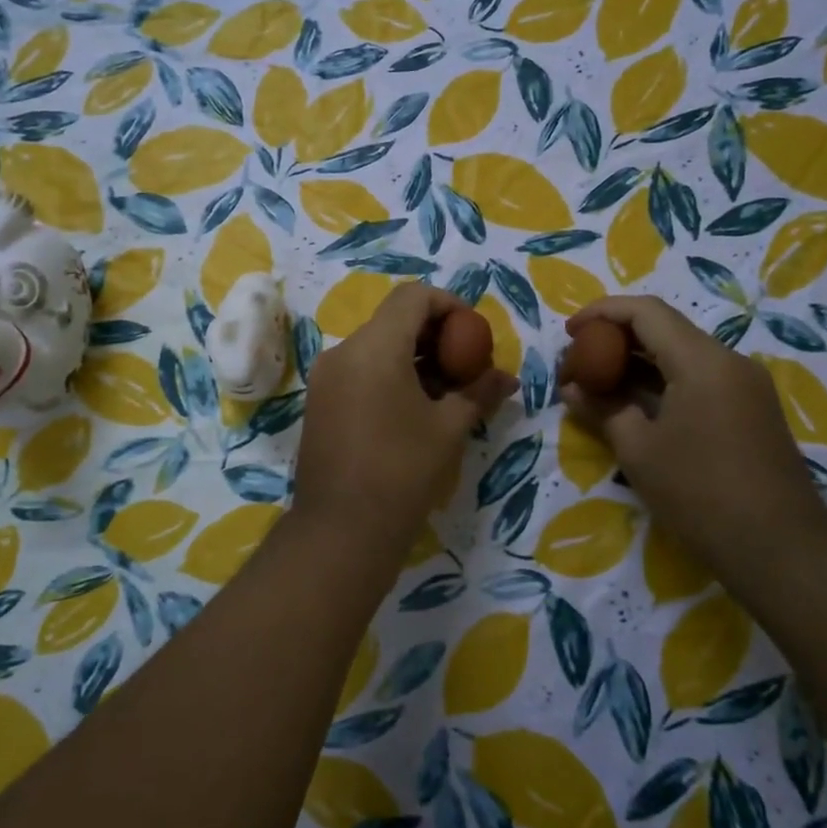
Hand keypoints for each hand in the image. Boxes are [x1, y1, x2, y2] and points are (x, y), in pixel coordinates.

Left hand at [292, 284, 516, 565]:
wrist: (341, 530)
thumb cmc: (402, 472)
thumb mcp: (449, 429)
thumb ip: (479, 392)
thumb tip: (507, 378)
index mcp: (374, 347)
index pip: (414, 296)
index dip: (449, 305)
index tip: (473, 336)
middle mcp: (343, 352)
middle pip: (393, 320)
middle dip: (435, 335)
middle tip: (465, 367)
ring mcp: (326, 378)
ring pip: (376, 346)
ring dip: (413, 358)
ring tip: (444, 393)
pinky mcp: (319, 402)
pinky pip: (359, 371)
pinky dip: (389, 376)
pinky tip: (412, 411)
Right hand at [561, 296, 826, 576]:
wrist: (779, 547)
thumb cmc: (699, 493)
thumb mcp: (638, 450)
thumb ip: (603, 409)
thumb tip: (572, 389)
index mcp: (702, 361)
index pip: (646, 312)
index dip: (602, 313)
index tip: (570, 333)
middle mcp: (729, 362)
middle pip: (665, 329)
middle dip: (617, 339)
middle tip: (579, 362)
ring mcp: (745, 386)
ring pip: (682, 355)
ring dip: (638, 363)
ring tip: (599, 384)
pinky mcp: (751, 410)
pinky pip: (699, 379)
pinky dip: (662, 382)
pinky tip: (635, 405)